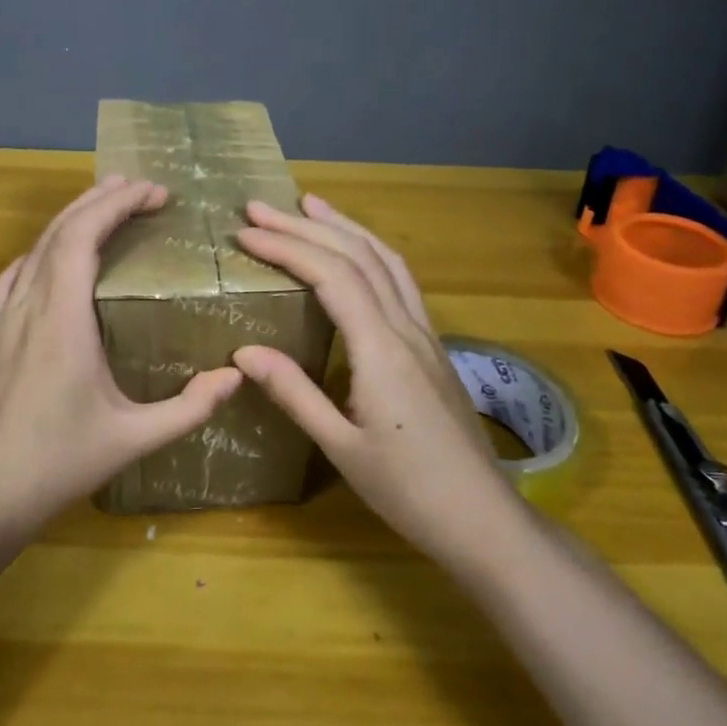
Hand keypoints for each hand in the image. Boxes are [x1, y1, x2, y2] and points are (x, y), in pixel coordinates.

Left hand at [0, 176, 243, 537]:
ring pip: (35, 246)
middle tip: (139, 187)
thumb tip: (236, 376)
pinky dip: (43, 248)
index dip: (118, 203)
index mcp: (63, 318)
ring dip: (71, 218)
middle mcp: (29, 303)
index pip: (84, 235)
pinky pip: (15, 272)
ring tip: (104, 205)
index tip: (155, 192)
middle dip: (100, 199)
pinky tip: (54, 255)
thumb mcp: (134, 438)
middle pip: (60, 229)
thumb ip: (189, 407)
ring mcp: (2, 316)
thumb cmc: (59, 463)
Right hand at [231, 194, 527, 565]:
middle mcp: (406, 328)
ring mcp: (425, 334)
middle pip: (357, 256)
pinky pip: (400, 281)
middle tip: (260, 207)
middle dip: (305, 226)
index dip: (286, 247)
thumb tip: (243, 351)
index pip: (331, 276)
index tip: (246, 233)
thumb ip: (293, 392)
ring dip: (345, 228)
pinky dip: (370, 252)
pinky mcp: (432, 346)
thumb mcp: (340, 447)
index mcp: (381, 349)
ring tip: (310, 206)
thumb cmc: (408, 490)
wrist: (484, 519)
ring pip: (386, 260)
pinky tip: (356, 254)